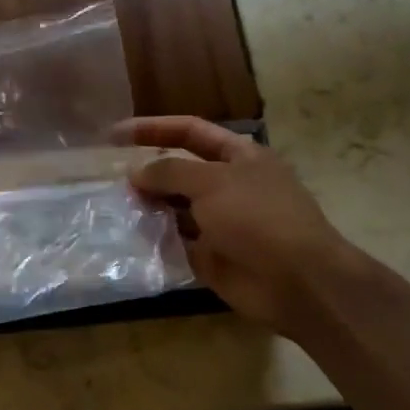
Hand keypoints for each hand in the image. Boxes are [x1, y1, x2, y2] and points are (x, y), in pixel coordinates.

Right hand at [122, 117, 367, 338]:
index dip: (153, 129)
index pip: (190, 131)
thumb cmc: (258, 218)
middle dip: (148, 174)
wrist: (297, 281)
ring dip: (149, 208)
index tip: (114, 135)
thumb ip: (169, 172)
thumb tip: (136, 172)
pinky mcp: (212, 257)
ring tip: (116, 208)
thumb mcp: (211, 183)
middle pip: (180, 171)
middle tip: (113, 182)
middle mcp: (230, 186)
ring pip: (176, 209)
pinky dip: (156, 240)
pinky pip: (177, 243)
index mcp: (239, 156)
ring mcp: (222, 223)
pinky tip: (130, 238)